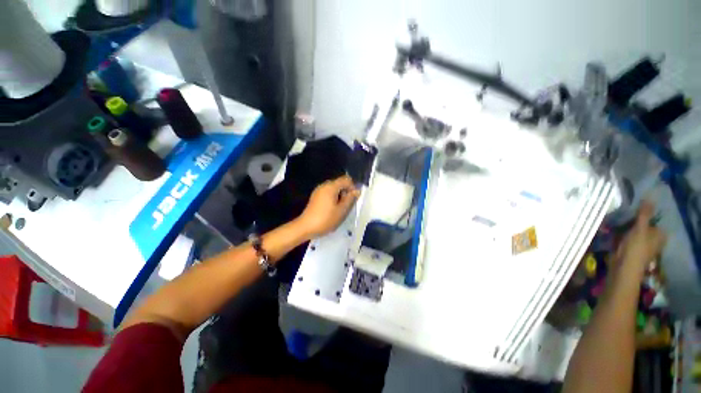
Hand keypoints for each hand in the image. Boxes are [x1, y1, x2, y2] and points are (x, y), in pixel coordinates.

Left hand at [297, 175, 359, 237]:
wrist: (306, 227)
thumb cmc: (325, 219)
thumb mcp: (341, 210)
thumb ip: (350, 199)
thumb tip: (357, 191)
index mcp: (331, 187)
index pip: (346, 179)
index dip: (353, 187)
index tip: (353, 199)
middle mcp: (324, 185)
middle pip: (339, 183)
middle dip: (346, 192)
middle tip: (346, 206)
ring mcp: (318, 191)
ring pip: (334, 189)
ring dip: (340, 196)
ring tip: (339, 209)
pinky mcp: (315, 197)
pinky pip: (328, 193)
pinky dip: (333, 198)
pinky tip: (332, 210)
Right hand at [614, 201, 666, 274]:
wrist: (624, 267)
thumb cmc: (636, 248)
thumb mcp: (640, 228)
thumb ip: (644, 214)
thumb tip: (649, 197)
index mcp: (660, 235)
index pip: (653, 219)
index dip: (644, 214)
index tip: (633, 209)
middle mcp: (653, 239)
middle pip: (643, 225)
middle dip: (633, 221)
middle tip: (623, 215)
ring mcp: (641, 245)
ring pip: (633, 231)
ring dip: (625, 227)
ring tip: (616, 221)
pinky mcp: (630, 249)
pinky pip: (626, 237)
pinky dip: (620, 234)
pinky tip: (613, 231)